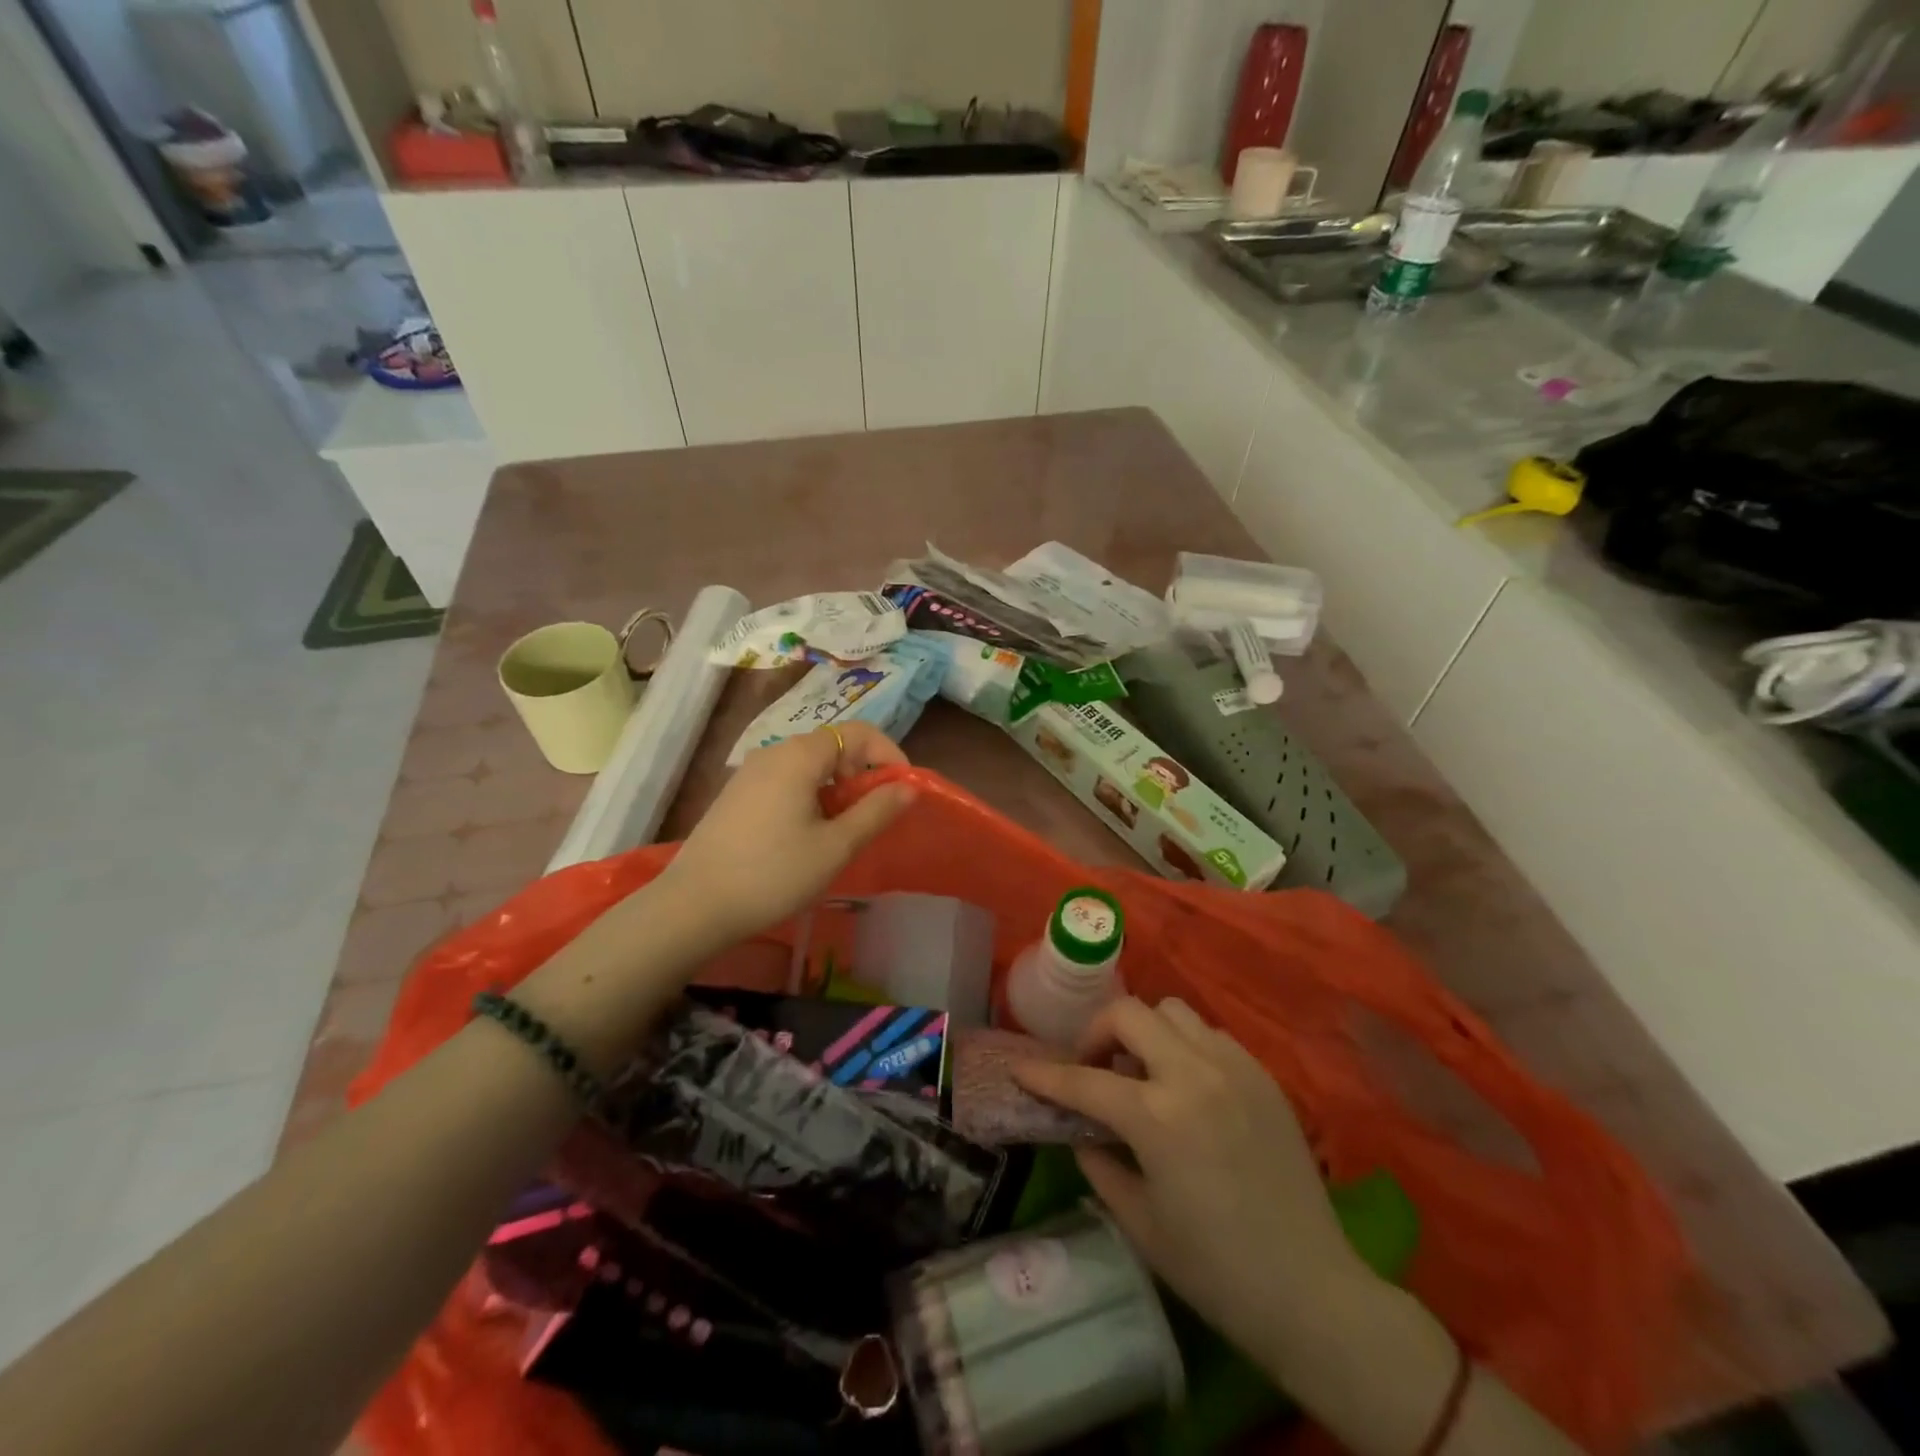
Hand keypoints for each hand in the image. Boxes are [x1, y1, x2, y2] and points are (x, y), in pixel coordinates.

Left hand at [659, 723, 914, 942]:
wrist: (694, 906)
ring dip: (836, 789)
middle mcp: (773, 752)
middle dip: (862, 775)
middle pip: (833, 746)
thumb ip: (876, 811)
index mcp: (800, 756)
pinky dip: (809, 796)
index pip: (859, 732)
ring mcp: (750, 773)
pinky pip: (786, 782)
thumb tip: (909, 787)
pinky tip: (805, 837)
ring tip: (841, 832)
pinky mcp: (736, 795)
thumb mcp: (836, 846)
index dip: (889, 754)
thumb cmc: (774, 873)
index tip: (903, 790)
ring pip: (809, 766)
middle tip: (873, 817)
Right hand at [1015, 997, 1374, 1363]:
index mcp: (1158, 1116)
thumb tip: (1081, 1130)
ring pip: (1172, 1012)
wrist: (1311, 1292)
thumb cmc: (1215, 1270)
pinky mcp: (1262, 1075)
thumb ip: (1098, 1163)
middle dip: (1097, 1032)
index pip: (1084, 1080)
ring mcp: (1234, 1068)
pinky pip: (1210, 1035)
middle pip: (1128, 1013)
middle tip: (1092, 1067)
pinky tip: (1186, 1086)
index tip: (1020, 1069)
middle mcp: (1194, 1074)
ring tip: (1142, 1072)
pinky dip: (1184, 1046)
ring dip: (1144, 1032)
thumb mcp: (1139, 1221)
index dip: (1045, 1075)